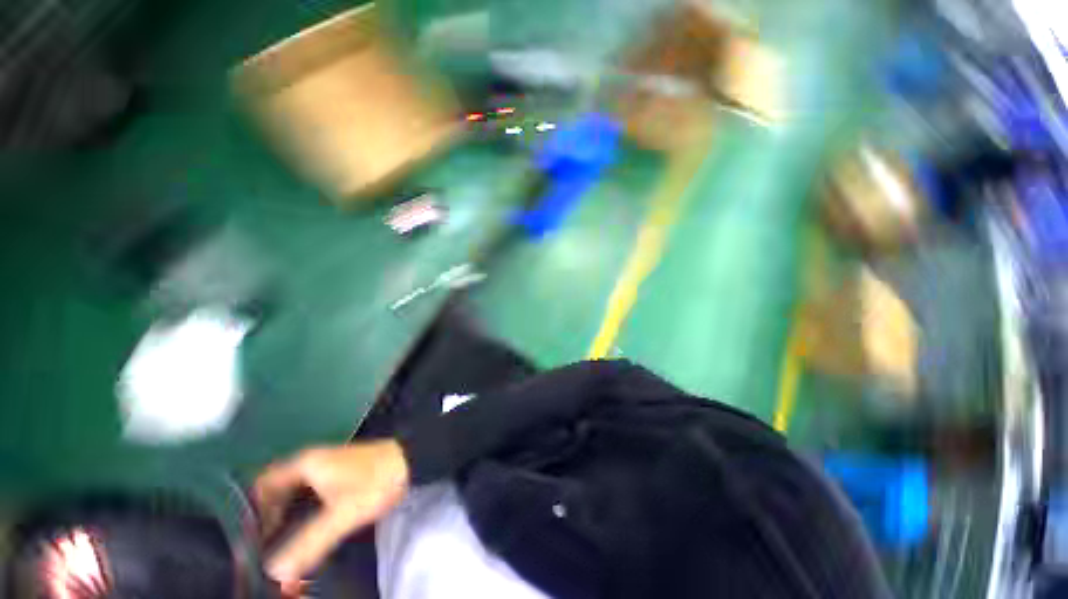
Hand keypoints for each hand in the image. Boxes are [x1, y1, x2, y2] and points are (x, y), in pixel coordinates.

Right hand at [253, 440, 409, 584]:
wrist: (411, 460)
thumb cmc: (376, 481)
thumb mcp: (341, 515)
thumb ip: (309, 544)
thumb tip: (274, 571)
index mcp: (305, 463)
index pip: (264, 484)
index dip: (253, 509)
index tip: (253, 537)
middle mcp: (313, 461)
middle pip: (278, 490)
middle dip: (270, 518)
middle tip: (268, 547)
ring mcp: (328, 467)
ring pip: (296, 493)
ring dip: (289, 517)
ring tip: (286, 546)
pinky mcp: (342, 475)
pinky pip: (312, 494)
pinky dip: (305, 512)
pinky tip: (310, 532)